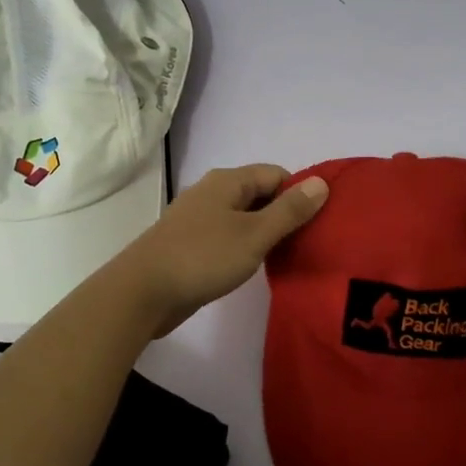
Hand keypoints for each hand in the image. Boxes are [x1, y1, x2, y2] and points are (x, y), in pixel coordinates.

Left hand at [114, 164, 328, 335]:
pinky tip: (255, 267)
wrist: (143, 292)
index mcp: (227, 182)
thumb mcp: (254, 234)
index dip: (299, 193)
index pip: (275, 174)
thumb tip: (322, 182)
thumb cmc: (203, 257)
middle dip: (284, 214)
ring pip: (243, 218)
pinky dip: (245, 247)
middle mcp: (211, 193)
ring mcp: (198, 219)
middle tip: (309, 242)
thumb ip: (289, 210)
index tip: (318, 222)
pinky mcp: (190, 244)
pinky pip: (227, 237)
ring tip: (288, 256)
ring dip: (265, 233)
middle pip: (259, 194)